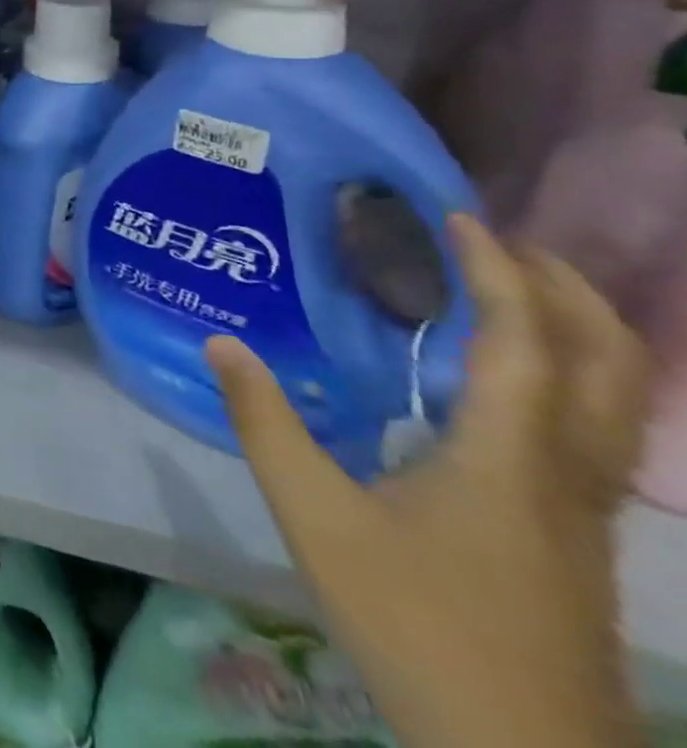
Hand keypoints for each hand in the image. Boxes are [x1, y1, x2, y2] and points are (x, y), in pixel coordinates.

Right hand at [208, 216, 649, 747]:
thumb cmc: (416, 624)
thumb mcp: (315, 517)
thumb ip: (265, 424)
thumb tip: (222, 343)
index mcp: (507, 457)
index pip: (523, 340)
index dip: (498, 270)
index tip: (458, 217)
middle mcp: (563, 471)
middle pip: (608, 364)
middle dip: (565, 290)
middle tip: (498, 242)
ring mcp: (582, 509)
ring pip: (617, 400)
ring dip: (579, 331)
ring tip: (508, 292)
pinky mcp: (579, 536)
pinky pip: (594, 428)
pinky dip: (569, 376)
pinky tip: (505, 383)